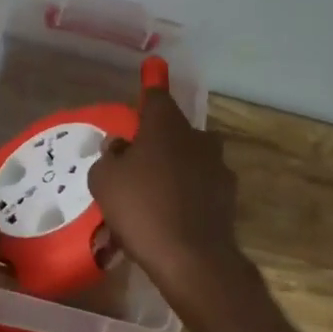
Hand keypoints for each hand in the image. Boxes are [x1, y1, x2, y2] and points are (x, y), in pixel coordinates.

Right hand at [88, 86, 249, 316]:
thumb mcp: (104, 181)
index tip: (151, 73)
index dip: (150, 87)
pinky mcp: (228, 197)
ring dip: (175, 168)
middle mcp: (197, 139)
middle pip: (175, 130)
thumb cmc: (141, 208)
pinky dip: (188, 195)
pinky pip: (200, 187)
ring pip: (190, 159)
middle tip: (138, 161)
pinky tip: (171, 217)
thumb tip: (120, 147)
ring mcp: (217, 168)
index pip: (156, 97)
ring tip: (154, 195)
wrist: (192, 258)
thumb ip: (109, 157)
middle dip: (159, 139)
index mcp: (166, 126)